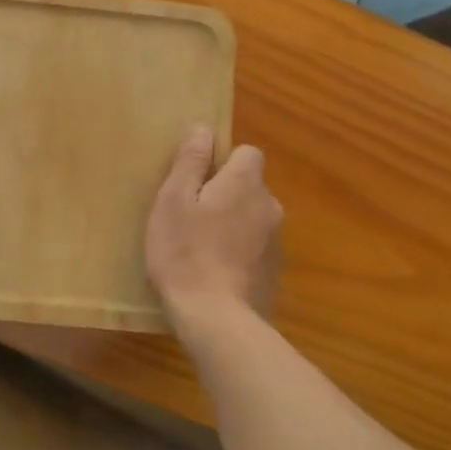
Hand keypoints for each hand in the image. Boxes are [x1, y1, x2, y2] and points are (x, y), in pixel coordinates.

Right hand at [145, 125, 281, 323]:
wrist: (218, 320)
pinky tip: (217, 274)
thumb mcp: (173, 201)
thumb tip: (203, 129)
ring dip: (234, 225)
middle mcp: (270, 205)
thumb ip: (190, 162)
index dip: (223, 161)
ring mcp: (277, 242)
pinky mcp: (276, 273)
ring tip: (202, 250)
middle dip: (226, 194)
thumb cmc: (185, 253)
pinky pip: (256, 249)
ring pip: (253, 218)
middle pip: (250, 186)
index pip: (247, 152)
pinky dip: (241, 254)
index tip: (197, 182)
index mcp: (246, 183)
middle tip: (191, 218)